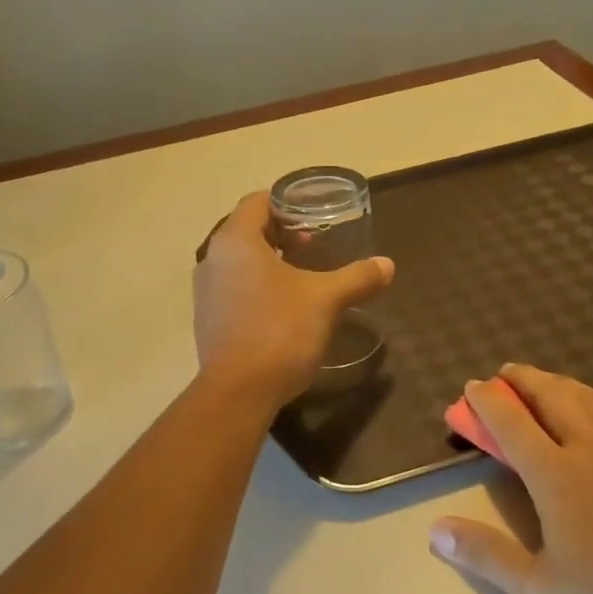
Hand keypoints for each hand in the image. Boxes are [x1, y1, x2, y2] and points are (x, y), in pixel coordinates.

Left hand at [192, 192, 394, 408]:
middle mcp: (212, 259)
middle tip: (313, 248)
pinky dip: (256, 289)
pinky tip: (283, 311)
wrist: (239, 391)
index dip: (286, 204)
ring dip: (268, 265)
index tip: (313, 218)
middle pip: (247, 232)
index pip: (257, 202)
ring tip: (302, 279)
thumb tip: (387, 265)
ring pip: (239, 264)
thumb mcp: (326, 300)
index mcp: (235, 241)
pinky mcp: (207, 321)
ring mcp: (205, 292)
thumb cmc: (279, 331)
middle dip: (281, 236)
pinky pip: (233, 290)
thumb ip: (357, 277)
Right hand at [430, 364, 592, 593]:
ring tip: (545, 384)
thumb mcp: (541, 591)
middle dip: (523, 379)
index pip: (511, 421)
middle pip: (551, 395)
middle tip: (505, 374)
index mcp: (557, 474)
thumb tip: (435, 529)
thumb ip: (486, 555)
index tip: (472, 387)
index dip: (487, 400)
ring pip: (590, 397)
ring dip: (560, 383)